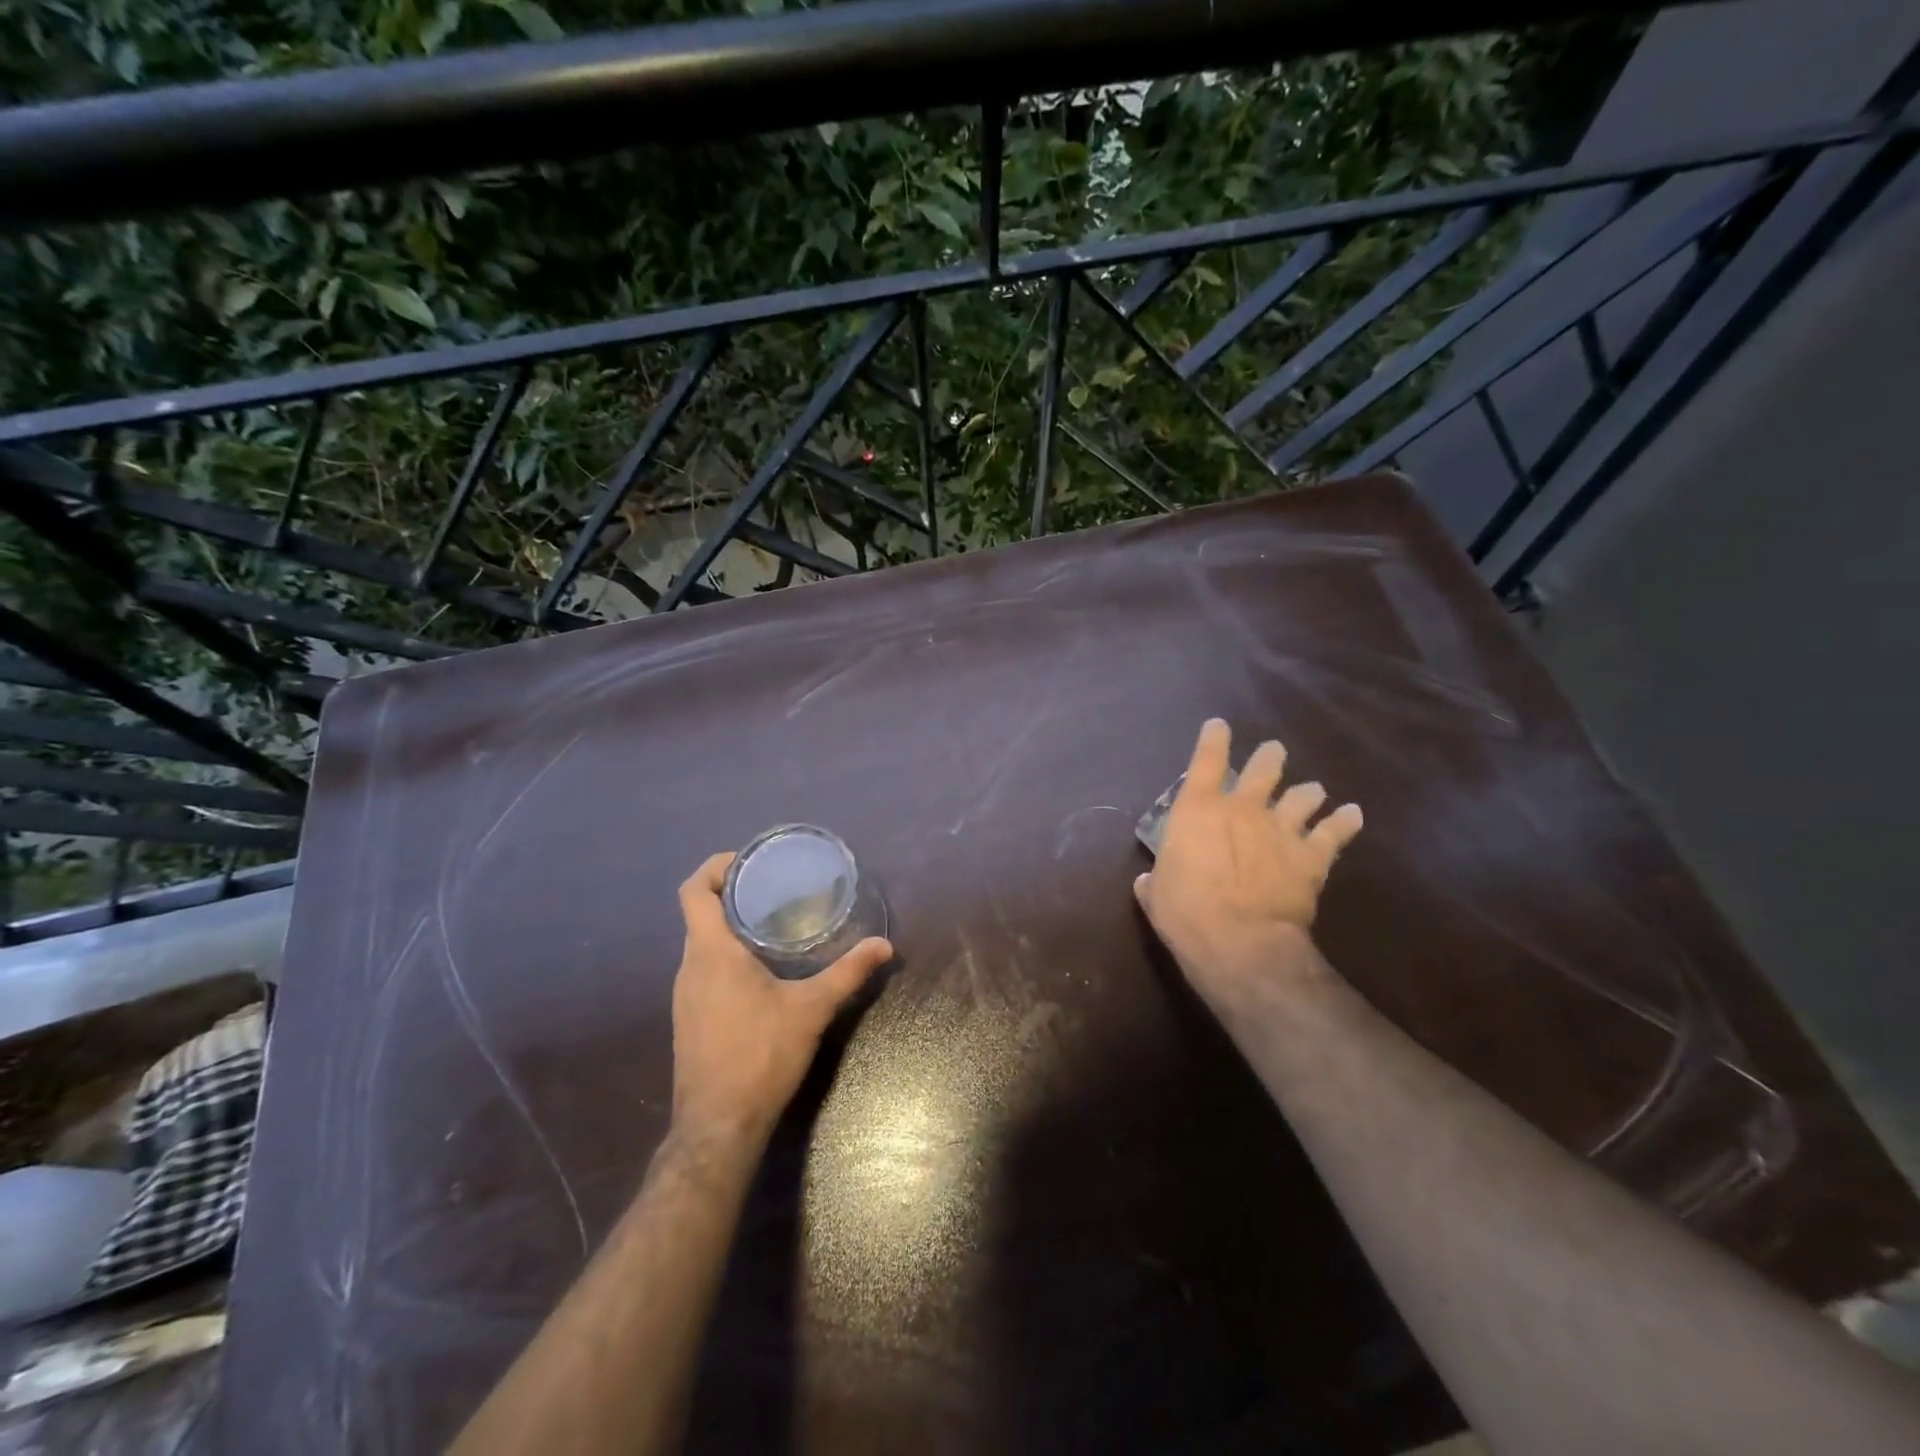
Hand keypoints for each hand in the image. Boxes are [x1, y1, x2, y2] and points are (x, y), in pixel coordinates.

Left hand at [670, 852, 891, 1144]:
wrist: (718, 1126)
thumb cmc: (760, 1055)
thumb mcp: (812, 1009)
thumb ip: (848, 972)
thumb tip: (884, 945)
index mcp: (711, 953)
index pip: (692, 892)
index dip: (713, 868)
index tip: (746, 862)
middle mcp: (689, 967)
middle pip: (697, 914)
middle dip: (730, 894)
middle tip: (772, 888)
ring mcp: (684, 996)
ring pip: (700, 944)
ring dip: (728, 927)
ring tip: (771, 923)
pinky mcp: (688, 1018)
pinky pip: (702, 969)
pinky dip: (725, 956)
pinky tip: (759, 971)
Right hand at [1134, 719, 1362, 1014]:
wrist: (1240, 942)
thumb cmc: (1185, 913)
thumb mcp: (1156, 894)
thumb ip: (1154, 880)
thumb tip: (1148, 880)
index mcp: (1198, 809)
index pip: (1207, 760)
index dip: (1213, 739)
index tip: (1218, 726)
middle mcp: (1243, 808)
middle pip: (1264, 768)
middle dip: (1270, 758)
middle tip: (1273, 753)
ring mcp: (1281, 828)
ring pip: (1303, 795)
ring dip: (1307, 791)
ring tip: (1312, 791)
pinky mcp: (1311, 855)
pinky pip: (1335, 831)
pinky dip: (1345, 821)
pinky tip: (1352, 814)